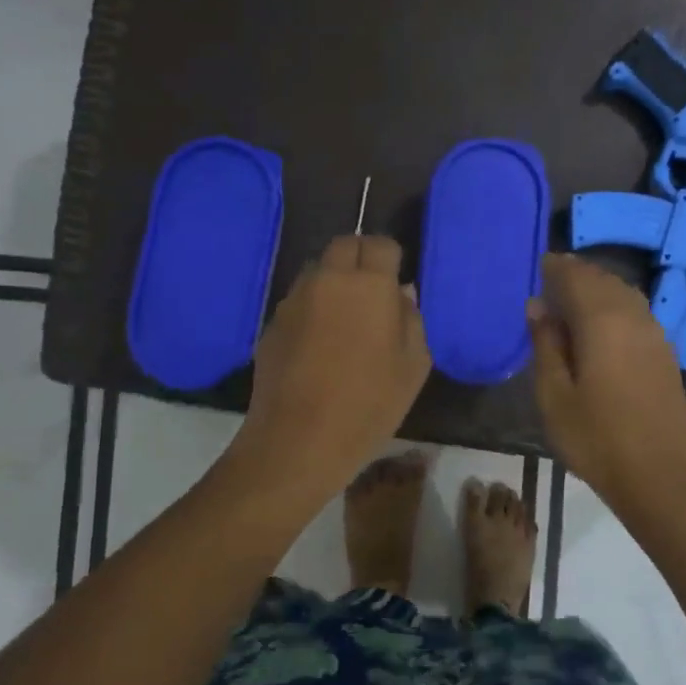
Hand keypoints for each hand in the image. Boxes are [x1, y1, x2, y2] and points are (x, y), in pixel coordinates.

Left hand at [230, 235, 430, 498]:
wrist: (299, 440)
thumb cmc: (369, 404)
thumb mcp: (413, 366)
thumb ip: (412, 320)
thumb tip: (401, 294)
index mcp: (368, 285)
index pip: (381, 245)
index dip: (391, 259)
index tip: (397, 283)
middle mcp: (327, 280)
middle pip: (344, 246)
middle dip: (361, 259)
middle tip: (373, 294)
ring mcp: (294, 300)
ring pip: (317, 271)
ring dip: (333, 282)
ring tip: (345, 319)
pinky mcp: (272, 324)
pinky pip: (298, 301)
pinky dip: (312, 309)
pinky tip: (320, 344)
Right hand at [529, 253, 685, 512]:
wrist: (660, 477)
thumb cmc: (597, 439)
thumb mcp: (555, 396)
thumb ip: (545, 345)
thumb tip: (537, 306)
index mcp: (603, 321)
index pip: (577, 277)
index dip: (556, 268)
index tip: (538, 266)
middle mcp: (634, 317)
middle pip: (604, 280)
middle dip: (578, 275)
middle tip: (551, 281)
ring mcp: (656, 335)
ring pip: (625, 295)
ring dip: (599, 290)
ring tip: (573, 302)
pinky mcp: (667, 354)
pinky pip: (637, 313)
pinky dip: (616, 307)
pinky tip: (602, 328)